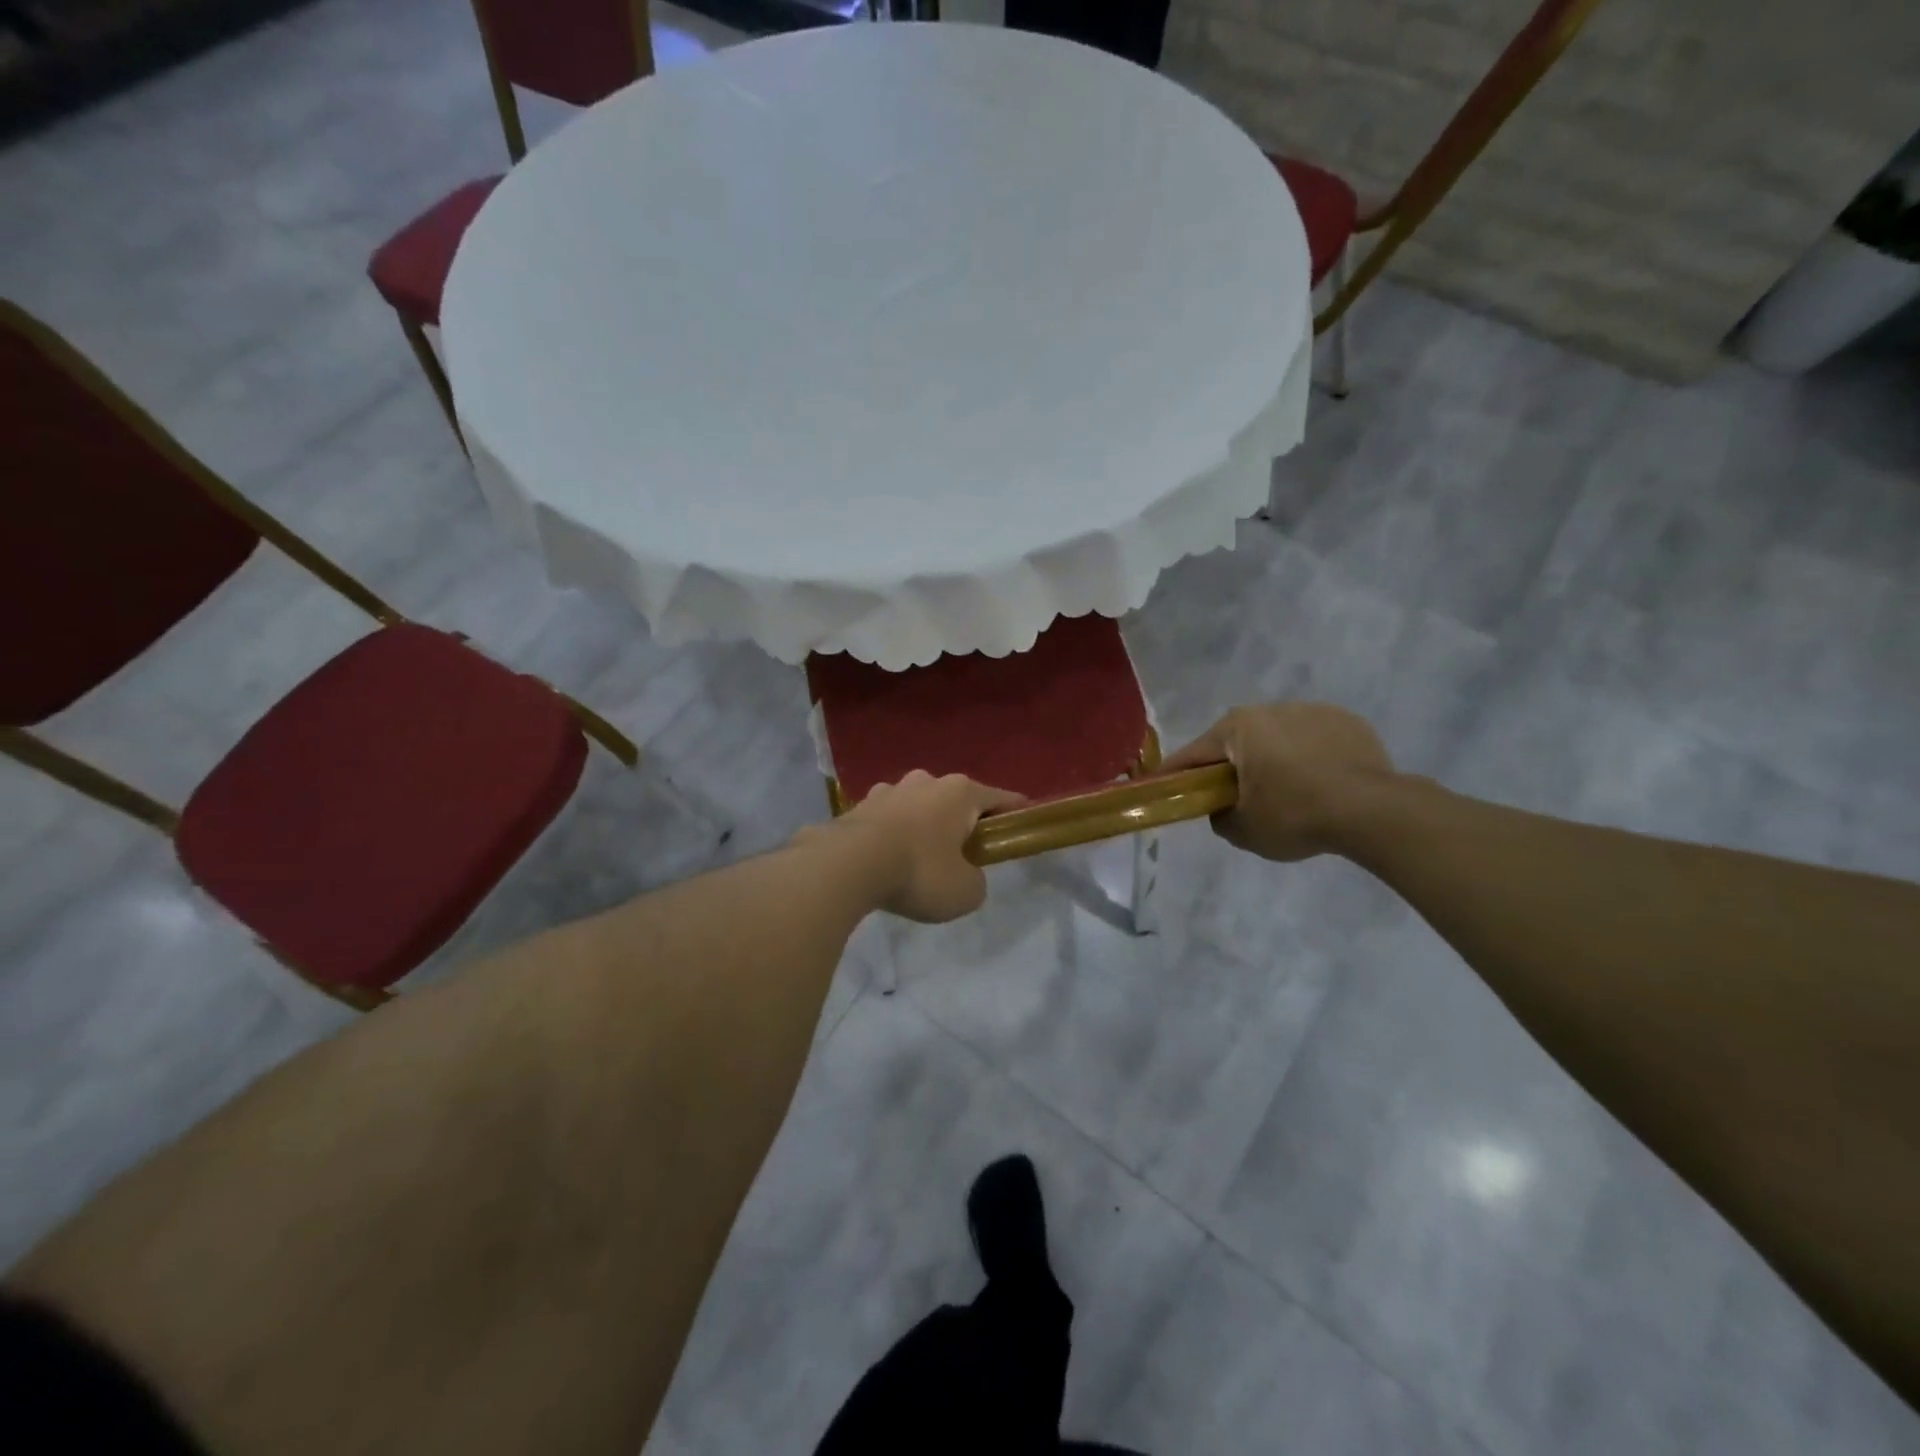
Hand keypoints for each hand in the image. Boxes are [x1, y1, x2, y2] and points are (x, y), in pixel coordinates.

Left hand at [815, 771, 1025, 922]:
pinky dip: (892, 835)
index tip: (1022, 823)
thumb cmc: (919, 872)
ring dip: (923, 826)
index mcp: (960, 792)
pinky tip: (886, 860)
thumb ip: (975, 880)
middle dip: (961, 822)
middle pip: (955, 800)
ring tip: (919, 859)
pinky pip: (887, 820)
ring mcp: (889, 790)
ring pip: (918, 807)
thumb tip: (964, 875)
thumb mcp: (966, 892)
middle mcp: (926, 781)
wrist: (846, 865)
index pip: (1000, 799)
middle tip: (964, 854)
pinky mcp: (858, 805)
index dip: (1015, 813)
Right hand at [1163, 704, 1394, 861]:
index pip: (1193, 754)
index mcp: (1237, 728)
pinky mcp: (1347, 721)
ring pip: (1278, 738)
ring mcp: (1312, 710)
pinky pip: (1314, 740)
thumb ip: (1218, 816)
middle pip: (1237, 742)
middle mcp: (1270, 709)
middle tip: (1236, 799)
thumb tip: (1223, 807)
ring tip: (1289, 793)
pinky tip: (1322, 785)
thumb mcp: (1242, 830)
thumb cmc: (1295, 815)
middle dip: (1232, 767)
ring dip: (1273, 759)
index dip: (1176, 775)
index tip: (1165, 788)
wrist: (1373, 811)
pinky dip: (1310, 758)